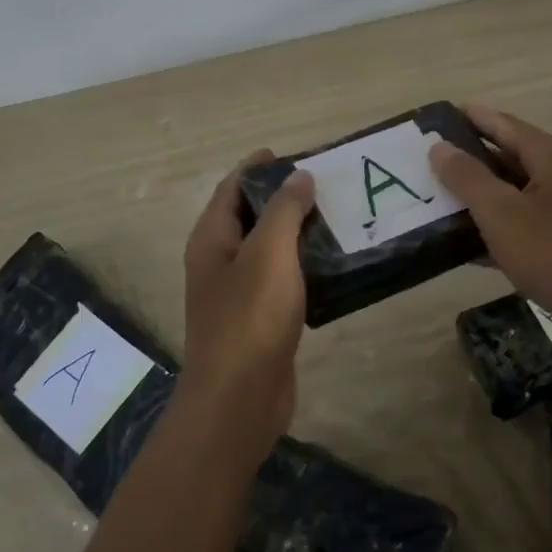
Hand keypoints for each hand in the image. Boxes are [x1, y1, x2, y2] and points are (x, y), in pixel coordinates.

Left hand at [180, 152, 316, 448]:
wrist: (240, 398)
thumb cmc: (250, 318)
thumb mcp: (269, 254)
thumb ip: (285, 211)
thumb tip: (299, 177)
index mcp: (212, 239)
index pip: (232, 188)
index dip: (258, 167)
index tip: (293, 153)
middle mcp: (220, 261)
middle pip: (250, 216)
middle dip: (283, 197)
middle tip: (327, 184)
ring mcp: (239, 292)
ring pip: (269, 250)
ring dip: (298, 232)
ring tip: (339, 216)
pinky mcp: (260, 319)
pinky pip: (283, 279)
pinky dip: (304, 265)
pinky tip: (335, 263)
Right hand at [430, 106, 551, 368]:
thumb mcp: (503, 212)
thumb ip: (468, 178)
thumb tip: (439, 147)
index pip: (504, 125)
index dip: (470, 118)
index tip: (434, 118)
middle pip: (507, 159)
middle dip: (467, 161)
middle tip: (423, 163)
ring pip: (511, 197)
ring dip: (476, 199)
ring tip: (431, 201)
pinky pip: (519, 230)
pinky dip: (491, 232)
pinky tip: (458, 245)